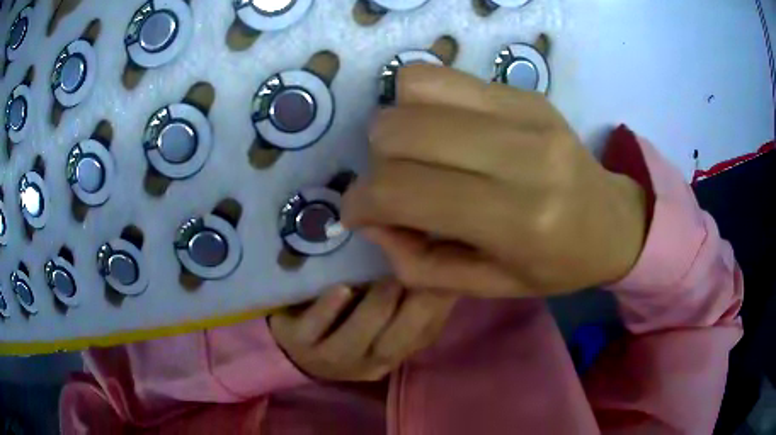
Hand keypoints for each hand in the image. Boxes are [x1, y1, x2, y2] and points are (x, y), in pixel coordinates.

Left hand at [269, 282, 455, 381]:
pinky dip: (329, 310)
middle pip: (390, 345)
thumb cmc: (345, 320)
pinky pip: (313, 329)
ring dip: (375, 311)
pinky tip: (342, 289)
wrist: (297, 339)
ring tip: (388, 281)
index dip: (436, 308)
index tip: (445, 278)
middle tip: (417, 275)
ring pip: (354, 342)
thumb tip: (438, 271)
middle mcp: (363, 362)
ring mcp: (329, 356)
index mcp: (391, 354)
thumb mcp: (381, 314)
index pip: (421, 337)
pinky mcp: (297, 341)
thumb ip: (407, 299)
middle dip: (409, 312)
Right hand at [342, 65, 646, 297]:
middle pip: (399, 130)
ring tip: (420, 154)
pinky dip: (423, 102)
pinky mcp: (524, 92)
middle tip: (397, 186)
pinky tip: (444, 130)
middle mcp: (521, 155)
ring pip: (414, 88)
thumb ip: (418, 263)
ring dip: (397, 125)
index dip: (360, 202)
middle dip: (377, 164)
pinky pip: (444, 76)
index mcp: (516, 219)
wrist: (612, 222)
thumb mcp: (487, 287)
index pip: (402, 189)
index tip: (359, 213)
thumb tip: (373, 221)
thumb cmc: (556, 265)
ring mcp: (524, 112)